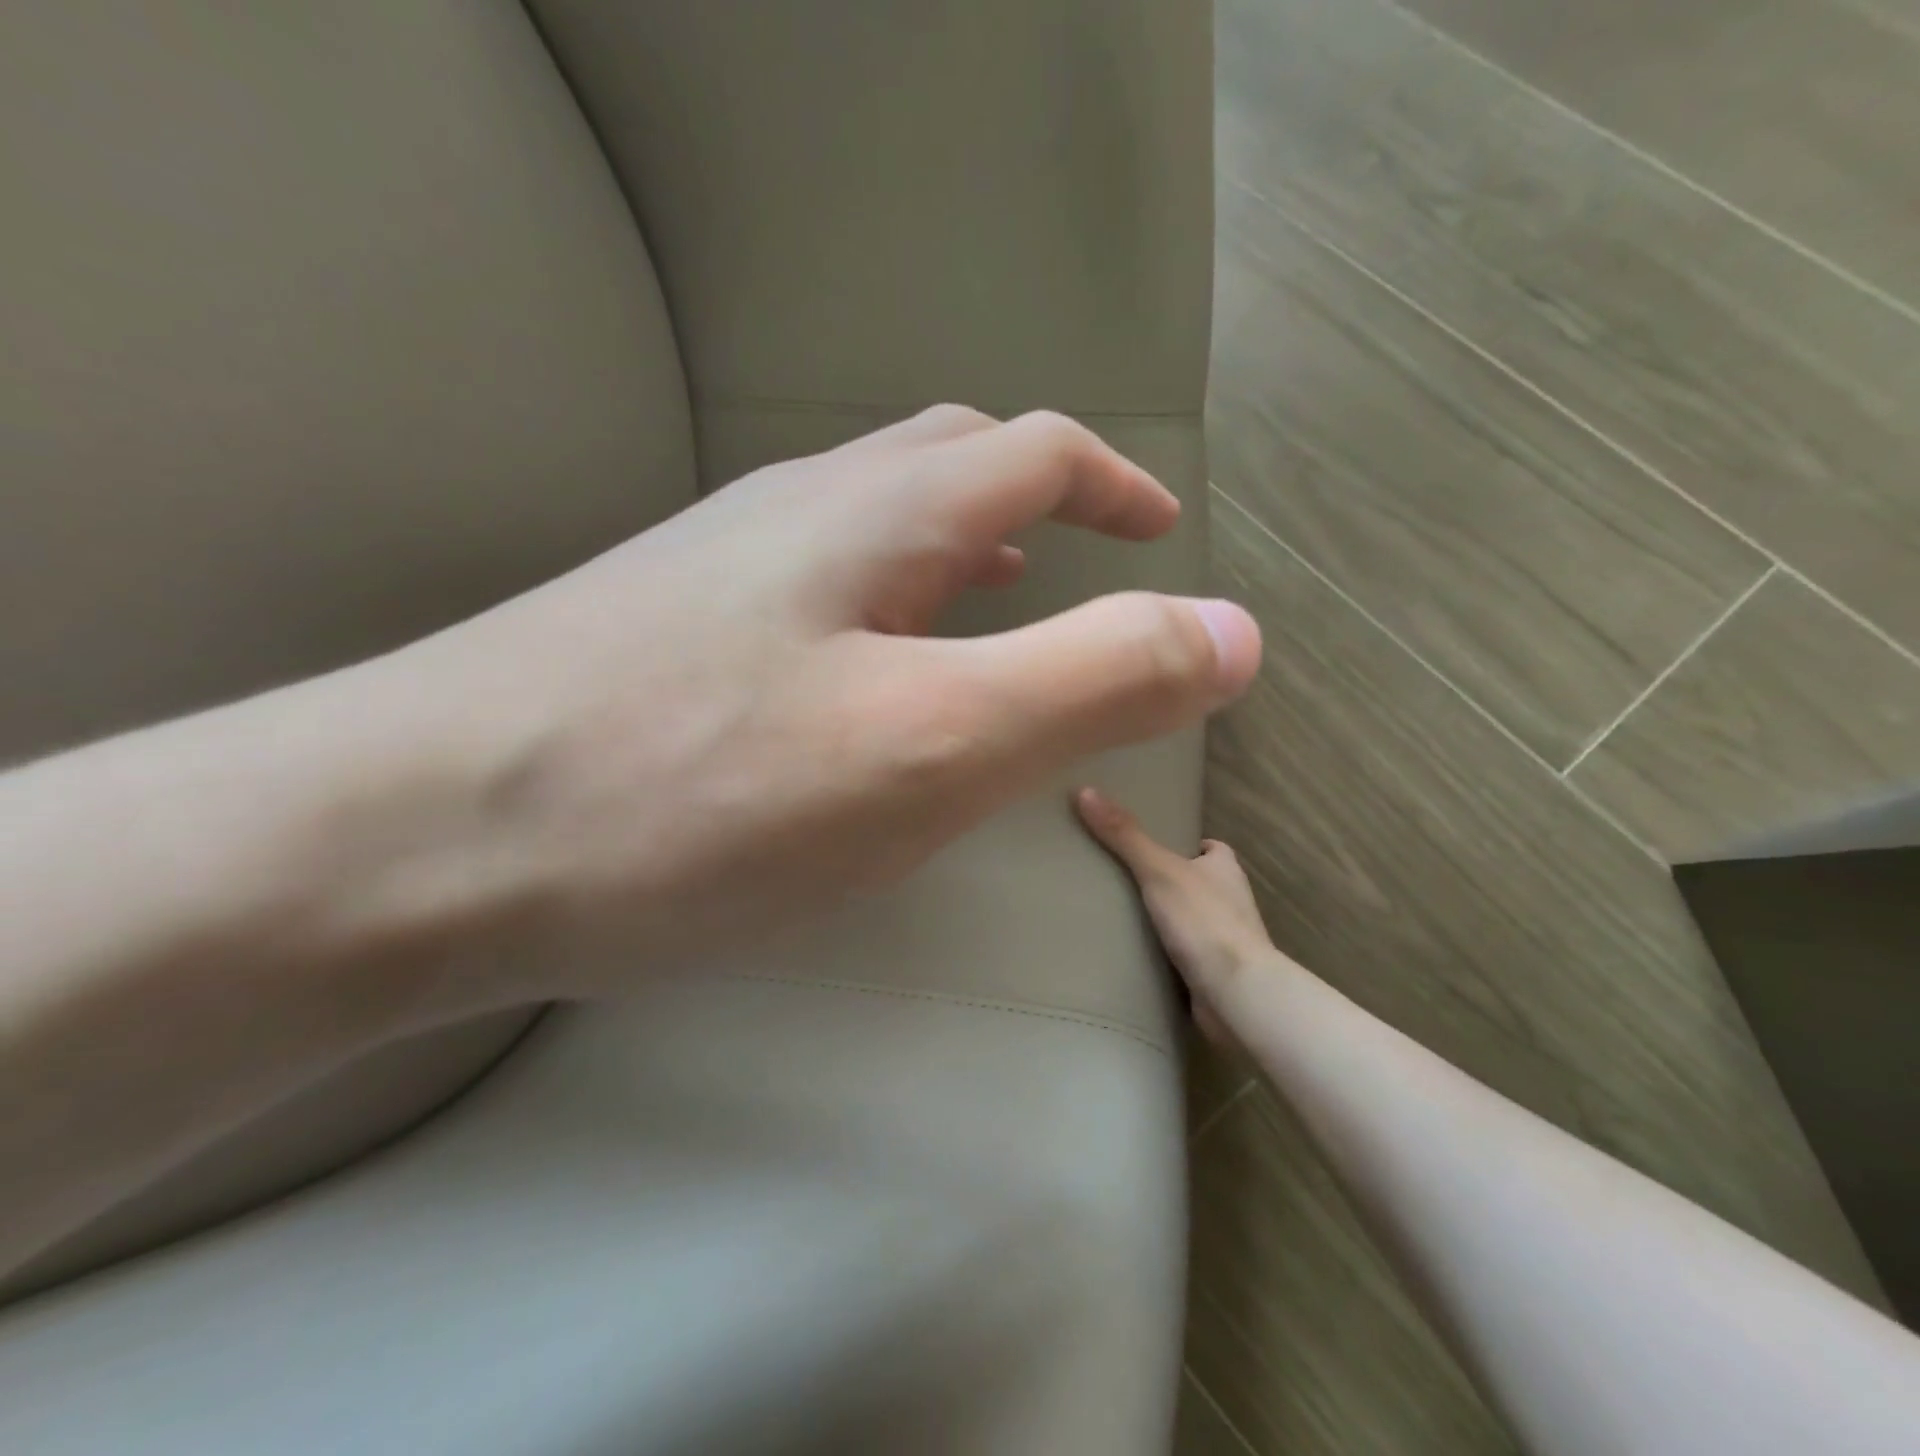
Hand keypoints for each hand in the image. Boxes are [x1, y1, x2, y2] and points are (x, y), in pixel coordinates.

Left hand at [398, 407, 1261, 993]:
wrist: (420, 839)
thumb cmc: (694, 793)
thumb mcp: (931, 744)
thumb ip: (1093, 680)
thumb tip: (1234, 635)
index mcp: (876, 518)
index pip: (1033, 451)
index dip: (1116, 486)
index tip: (1165, 532)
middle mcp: (798, 514)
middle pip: (947, 464)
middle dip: (1039, 496)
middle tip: (1083, 555)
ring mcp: (721, 570)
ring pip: (873, 524)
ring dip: (956, 546)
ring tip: (997, 600)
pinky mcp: (666, 634)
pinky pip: (811, 587)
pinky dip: (881, 602)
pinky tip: (869, 668)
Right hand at [1074, 786, 1275, 1042]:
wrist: (1236, 994)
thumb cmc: (1203, 920)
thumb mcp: (1157, 869)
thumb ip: (1124, 834)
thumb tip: (1085, 791)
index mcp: (1225, 870)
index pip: (1210, 849)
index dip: (1188, 846)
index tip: (1154, 847)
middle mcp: (1231, 902)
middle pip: (1199, 884)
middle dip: (1170, 884)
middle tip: (1125, 880)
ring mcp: (1226, 941)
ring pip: (1192, 922)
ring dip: (1168, 922)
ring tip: (1121, 917)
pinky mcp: (1216, 975)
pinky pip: (1186, 958)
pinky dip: (1166, 956)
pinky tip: (1136, 957)